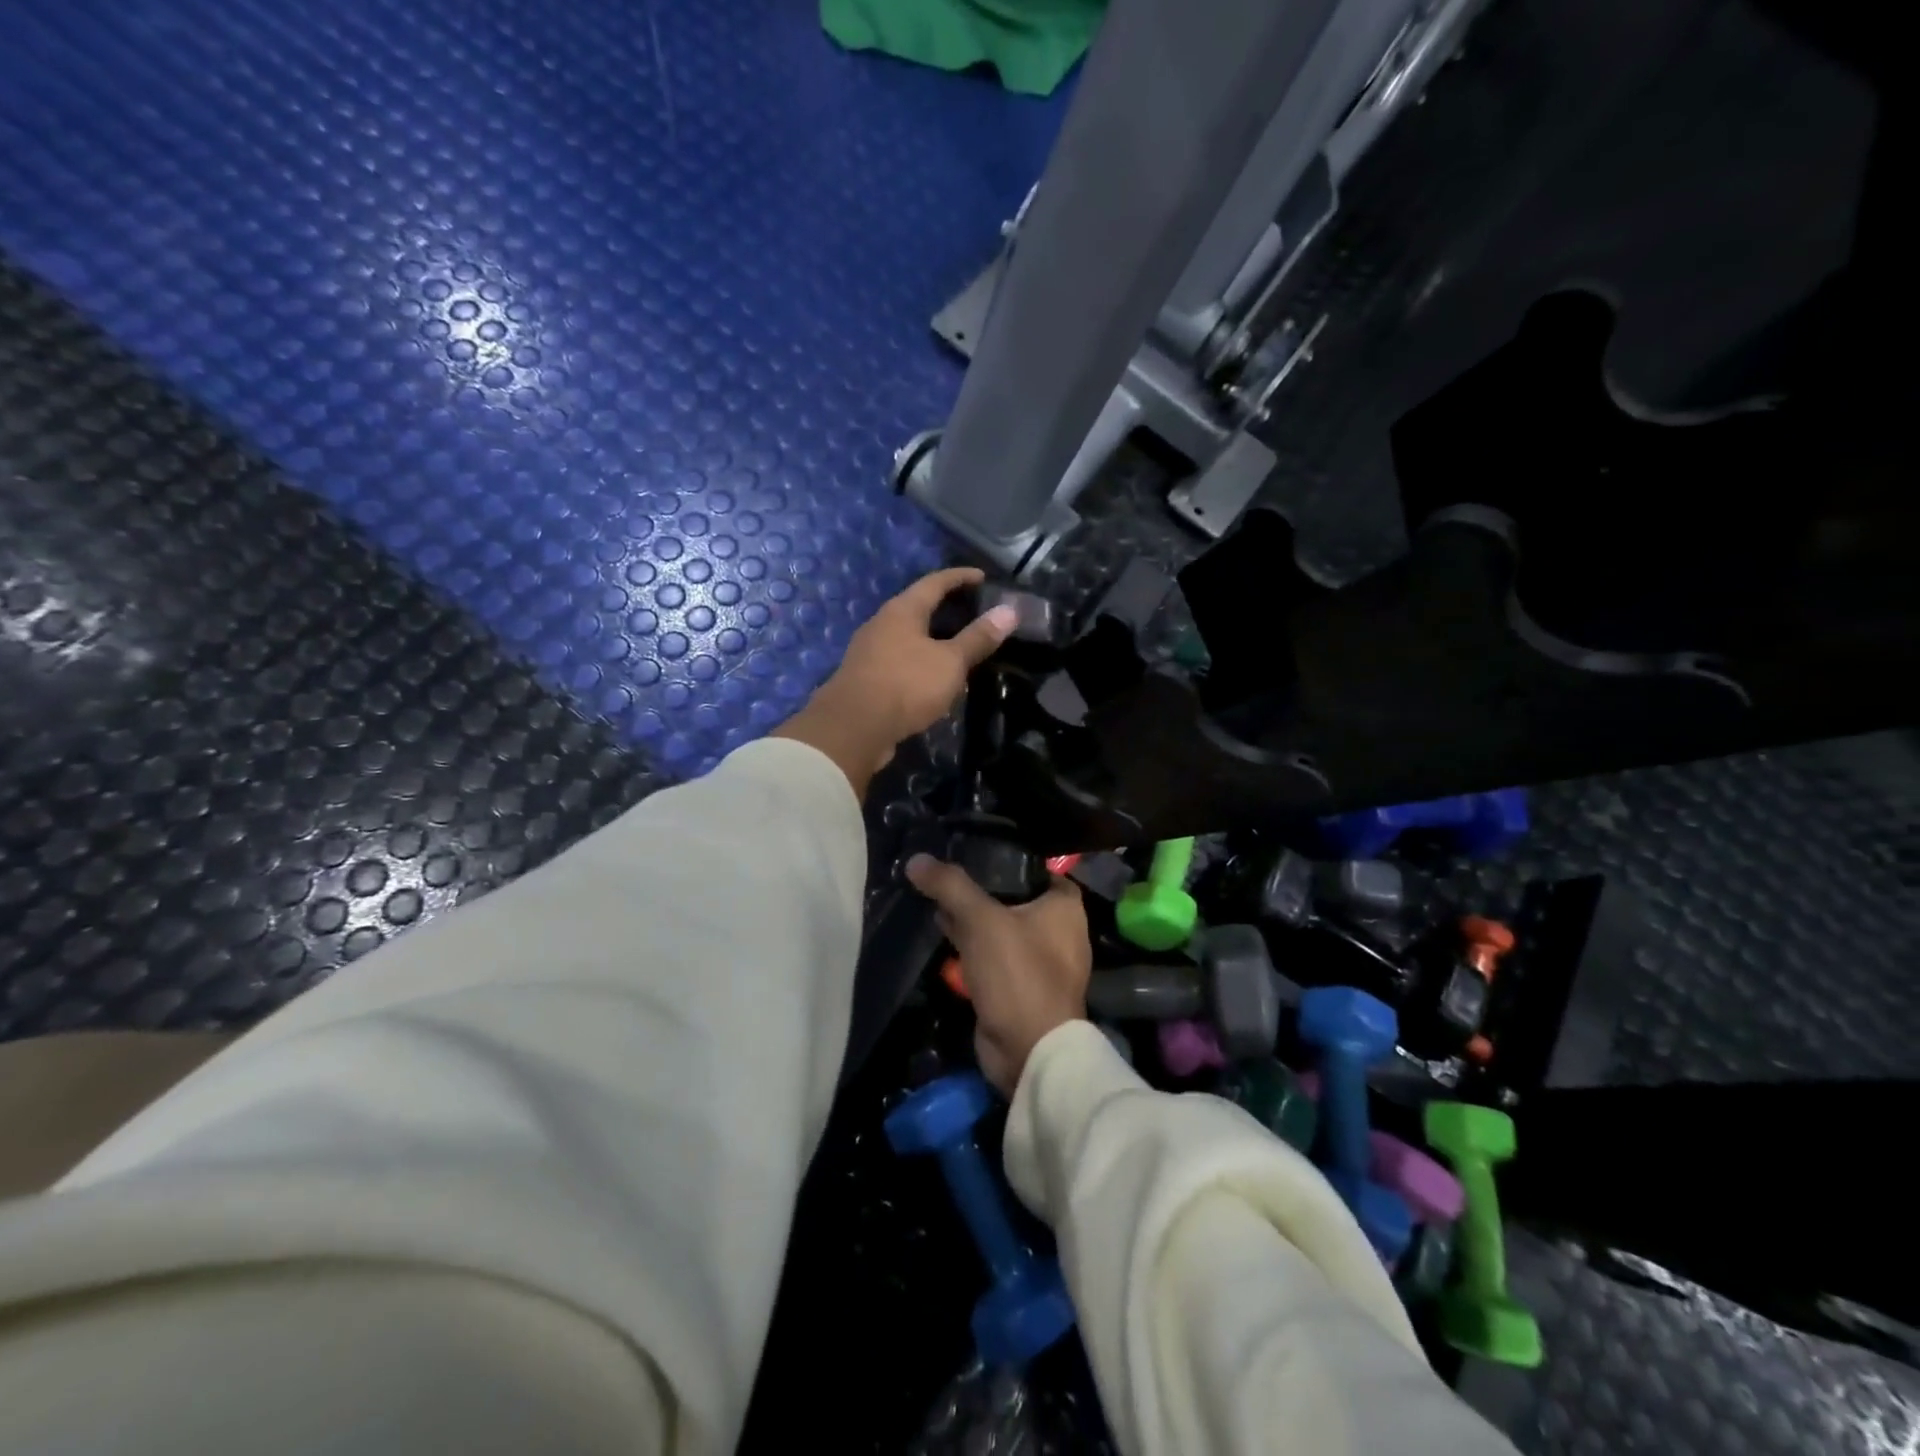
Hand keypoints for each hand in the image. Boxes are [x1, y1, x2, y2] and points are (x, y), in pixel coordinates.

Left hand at [773, 567, 1016, 795]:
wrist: (853, 728)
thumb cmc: (906, 685)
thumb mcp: (950, 662)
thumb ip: (978, 638)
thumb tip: (1009, 611)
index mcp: (902, 610)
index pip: (935, 582)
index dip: (960, 577)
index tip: (982, 577)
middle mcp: (882, 624)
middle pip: (917, 607)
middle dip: (945, 608)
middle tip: (973, 612)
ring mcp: (869, 652)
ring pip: (907, 636)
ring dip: (931, 638)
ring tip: (957, 646)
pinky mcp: (865, 678)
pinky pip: (899, 660)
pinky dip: (919, 661)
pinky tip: (932, 677)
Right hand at [906, 855, 1090, 1095]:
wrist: (1029, 1050)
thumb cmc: (1017, 973)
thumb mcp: (981, 920)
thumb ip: (950, 886)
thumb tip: (916, 860)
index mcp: (1064, 907)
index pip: (1031, 868)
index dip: (1001, 859)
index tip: (967, 851)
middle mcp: (1060, 930)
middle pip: (1012, 897)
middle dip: (979, 890)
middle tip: (943, 876)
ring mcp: (1041, 962)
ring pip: (1000, 928)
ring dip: (972, 920)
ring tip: (935, 900)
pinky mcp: (1021, 987)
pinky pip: (995, 956)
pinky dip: (973, 947)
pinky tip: (944, 936)